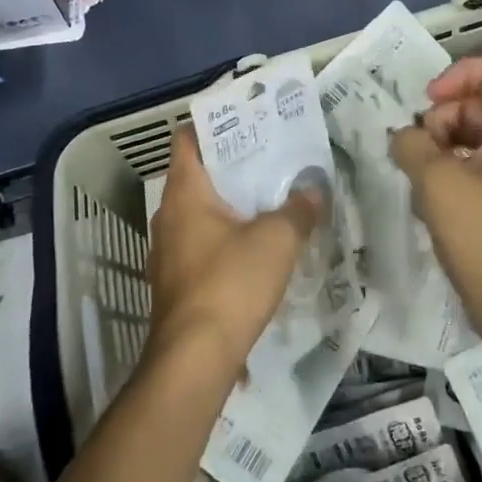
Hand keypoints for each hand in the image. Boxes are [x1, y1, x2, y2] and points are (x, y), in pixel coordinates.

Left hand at [148, 125, 322, 373]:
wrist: (194, 361)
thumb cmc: (230, 283)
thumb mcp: (277, 240)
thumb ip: (298, 209)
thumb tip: (313, 190)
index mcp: (185, 193)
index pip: (187, 139)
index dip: (213, 124)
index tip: (246, 121)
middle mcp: (168, 216)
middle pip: (197, 175)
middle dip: (231, 164)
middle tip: (269, 156)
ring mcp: (167, 252)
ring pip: (199, 212)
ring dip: (229, 204)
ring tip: (267, 198)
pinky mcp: (175, 283)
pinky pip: (200, 244)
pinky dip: (223, 236)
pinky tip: (254, 248)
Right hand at [388, 57, 481, 357]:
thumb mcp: (437, 182)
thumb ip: (412, 144)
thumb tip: (402, 135)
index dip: (458, 74)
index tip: (428, 100)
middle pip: (476, 103)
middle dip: (440, 118)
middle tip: (417, 150)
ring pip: (469, 135)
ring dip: (437, 146)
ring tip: (418, 177)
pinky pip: (470, 164)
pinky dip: (445, 170)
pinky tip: (426, 199)